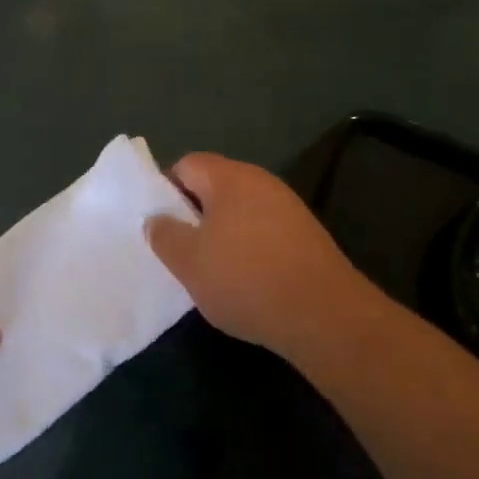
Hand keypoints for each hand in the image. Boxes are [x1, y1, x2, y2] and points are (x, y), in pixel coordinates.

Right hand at [146, 153, 373, 362]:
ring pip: (241, 211)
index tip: (160, 225)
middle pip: (215, 187)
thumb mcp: (189, 262)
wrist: (323, 314)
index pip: (187, 165)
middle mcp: (262, 182)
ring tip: (211, 270)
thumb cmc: (245, 279)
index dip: (166, 190)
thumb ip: (165, 235)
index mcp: (230, 177)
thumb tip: (156, 218)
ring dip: (222, 234)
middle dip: (194, 215)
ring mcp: (289, 207)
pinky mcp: (306, 235)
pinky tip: (246, 280)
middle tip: (180, 250)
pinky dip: (250, 249)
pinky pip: (265, 231)